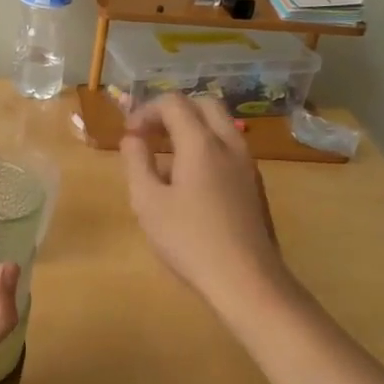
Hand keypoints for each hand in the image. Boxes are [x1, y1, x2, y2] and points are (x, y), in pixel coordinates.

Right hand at [120, 95, 288, 311]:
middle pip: (203, 104)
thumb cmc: (190, 240)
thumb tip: (132, 138)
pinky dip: (206, 148)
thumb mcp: (147, 202)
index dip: (146, 110)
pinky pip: (229, 149)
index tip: (129, 134)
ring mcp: (247, 164)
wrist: (247, 281)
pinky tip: (189, 184)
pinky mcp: (255, 185)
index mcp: (201, 143)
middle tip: (150, 135)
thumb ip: (136, 162)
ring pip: (220, 126)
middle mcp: (229, 144)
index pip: (173, 102)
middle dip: (172, 111)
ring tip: (165, 159)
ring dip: (191, 129)